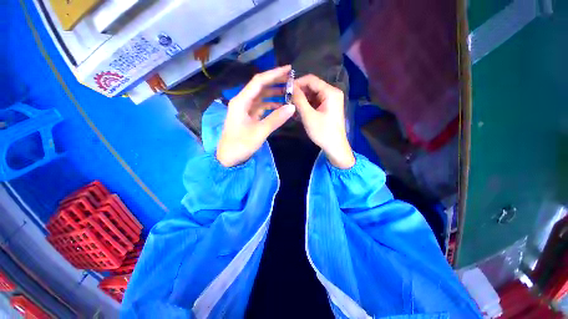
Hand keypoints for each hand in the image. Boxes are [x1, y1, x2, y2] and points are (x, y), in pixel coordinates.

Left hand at [216, 65, 295, 166]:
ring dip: (274, 94)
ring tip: (289, 93)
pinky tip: (281, 107)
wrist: (228, 158)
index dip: (274, 74)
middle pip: (260, 87)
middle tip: (292, 80)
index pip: (259, 82)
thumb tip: (292, 107)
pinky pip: (261, 107)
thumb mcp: (259, 132)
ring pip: (262, 97)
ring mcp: (245, 109)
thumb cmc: (240, 145)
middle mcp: (242, 101)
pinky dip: (271, 105)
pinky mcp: (249, 116)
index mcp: (241, 101)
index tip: (289, 69)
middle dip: (276, 82)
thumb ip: (276, 119)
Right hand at [292, 74, 354, 168]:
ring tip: (291, 107)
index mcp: (330, 92)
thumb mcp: (309, 116)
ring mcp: (331, 100)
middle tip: (287, 100)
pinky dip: (306, 105)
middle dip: (299, 92)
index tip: (285, 90)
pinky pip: (315, 102)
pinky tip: (298, 112)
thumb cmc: (323, 132)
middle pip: (312, 86)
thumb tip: (290, 87)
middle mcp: (332, 92)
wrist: (335, 147)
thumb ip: (299, 100)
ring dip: (301, 100)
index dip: (297, 83)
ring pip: (312, 95)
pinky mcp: (328, 107)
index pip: (311, 79)